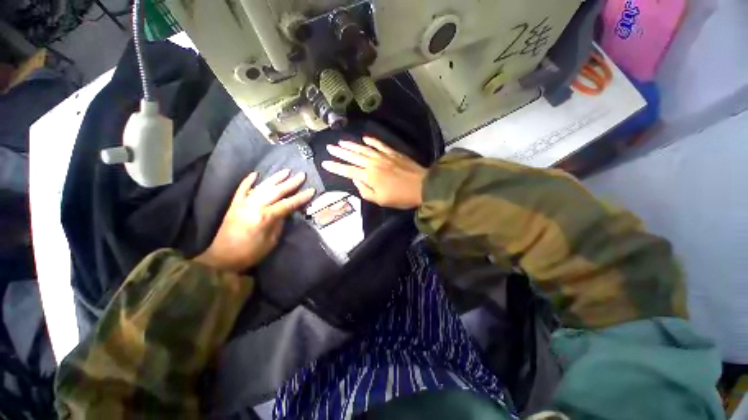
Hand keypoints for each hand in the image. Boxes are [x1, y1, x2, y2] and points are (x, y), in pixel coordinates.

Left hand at [195, 169, 314, 271]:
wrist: (222, 258)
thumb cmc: (251, 253)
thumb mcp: (271, 241)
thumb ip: (279, 223)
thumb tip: (286, 212)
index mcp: (265, 217)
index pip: (287, 204)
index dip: (301, 197)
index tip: (312, 190)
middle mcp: (254, 206)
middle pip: (276, 191)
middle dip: (291, 183)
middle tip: (302, 175)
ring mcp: (243, 203)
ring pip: (262, 187)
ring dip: (275, 178)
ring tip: (286, 171)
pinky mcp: (234, 205)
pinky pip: (242, 189)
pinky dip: (248, 181)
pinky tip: (255, 174)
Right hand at [321, 136, 426, 209]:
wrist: (422, 187)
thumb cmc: (400, 197)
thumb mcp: (380, 200)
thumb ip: (364, 190)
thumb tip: (355, 180)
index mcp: (369, 176)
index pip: (348, 171)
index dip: (335, 167)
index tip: (325, 163)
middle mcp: (373, 163)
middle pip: (353, 156)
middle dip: (339, 152)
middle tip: (329, 147)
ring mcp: (383, 156)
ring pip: (363, 149)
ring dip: (351, 145)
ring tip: (341, 141)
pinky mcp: (393, 153)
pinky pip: (379, 145)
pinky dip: (371, 141)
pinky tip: (364, 138)